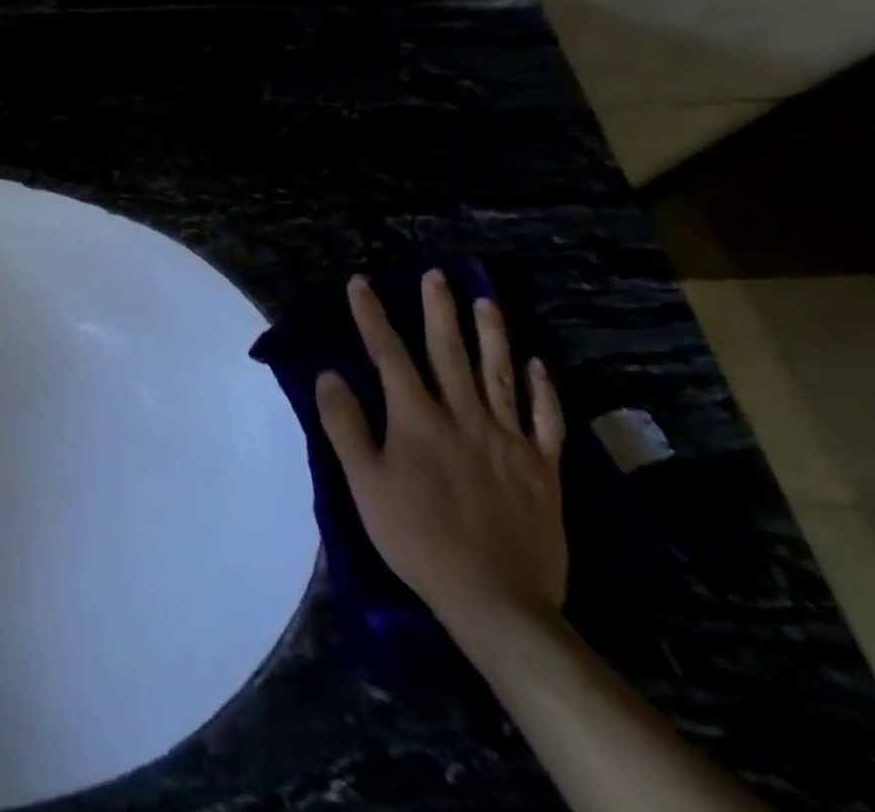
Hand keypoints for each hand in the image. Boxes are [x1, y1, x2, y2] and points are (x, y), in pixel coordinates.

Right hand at [317, 271, 566, 637]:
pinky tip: (538, 365)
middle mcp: (463, 417)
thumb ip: (345, 425)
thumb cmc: (416, 537)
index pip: (388, 354)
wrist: (495, 600)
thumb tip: (329, 374)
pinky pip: (545, 421)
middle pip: (448, 353)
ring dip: (491, 335)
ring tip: (487, 301)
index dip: (372, 316)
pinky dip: (542, 390)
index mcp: (416, 419)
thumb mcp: (364, 483)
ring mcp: (508, 441)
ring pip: (499, 375)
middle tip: (437, 275)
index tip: (361, 283)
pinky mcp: (542, 470)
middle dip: (438, 311)